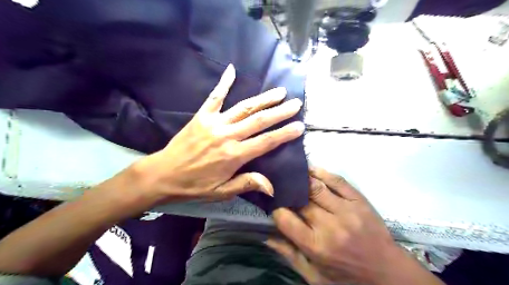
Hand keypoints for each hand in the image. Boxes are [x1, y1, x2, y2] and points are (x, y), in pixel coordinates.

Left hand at [133, 64, 303, 201]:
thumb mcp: (222, 192)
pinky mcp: (201, 116)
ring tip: (279, 91)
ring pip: (244, 107)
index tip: (299, 126)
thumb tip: (272, 187)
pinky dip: (223, 83)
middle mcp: (227, 135)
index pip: (266, 142)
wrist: (163, 174)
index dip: (284, 134)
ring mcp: (214, 123)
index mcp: (234, 155)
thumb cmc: (194, 186)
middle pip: (259, 121)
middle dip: (280, 112)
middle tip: (296, 103)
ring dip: (263, 99)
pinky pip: (215, 97)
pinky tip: (232, 70)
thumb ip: (247, 184)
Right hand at [267, 168, 446, 284]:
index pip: (285, 219)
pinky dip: (321, 172)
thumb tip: (265, 235)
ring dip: (301, 179)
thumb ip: (289, 255)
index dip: (277, 210)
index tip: (276, 207)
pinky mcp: (359, 200)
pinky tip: (311, 170)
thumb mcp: (314, 276)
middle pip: (300, 200)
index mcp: (316, 246)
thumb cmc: (346, 277)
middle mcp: (330, 225)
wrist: (387, 273)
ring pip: (316, 186)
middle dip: (288, 193)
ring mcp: (346, 210)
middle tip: (281, 190)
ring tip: (292, 176)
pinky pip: (337, 180)